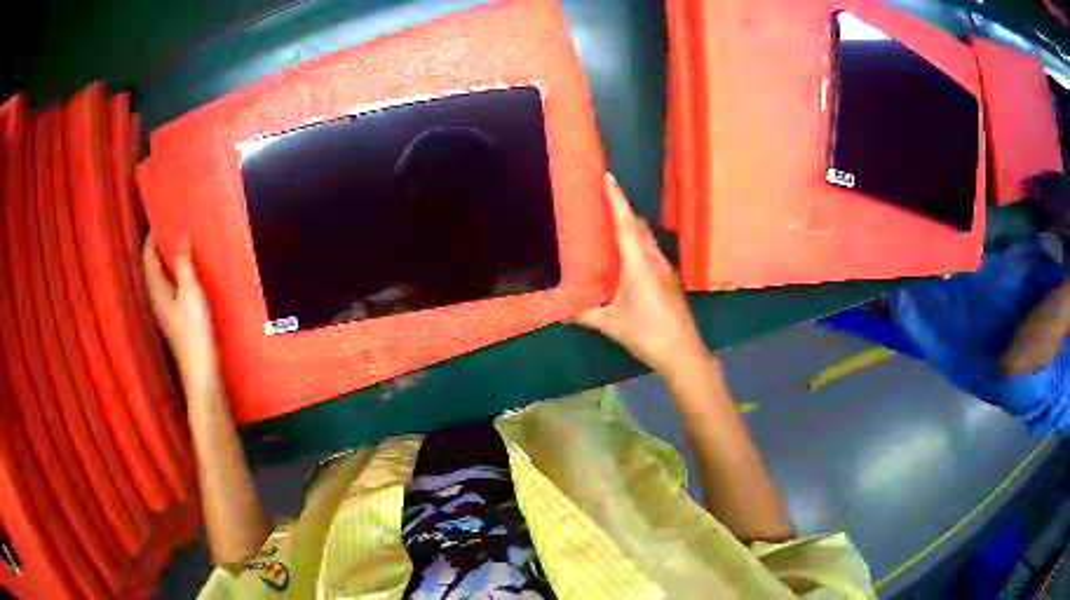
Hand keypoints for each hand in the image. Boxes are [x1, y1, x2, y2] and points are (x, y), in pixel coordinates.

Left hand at [143, 238, 220, 394]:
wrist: (200, 369)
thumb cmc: (194, 330)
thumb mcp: (191, 292)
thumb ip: (183, 264)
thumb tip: (180, 236)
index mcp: (156, 289)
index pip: (148, 257)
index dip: (152, 237)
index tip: (160, 217)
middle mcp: (156, 298)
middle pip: (151, 267)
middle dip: (158, 247)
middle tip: (171, 227)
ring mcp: (164, 310)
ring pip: (159, 278)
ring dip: (166, 260)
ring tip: (179, 244)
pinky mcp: (173, 318)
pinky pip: (168, 288)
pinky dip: (172, 274)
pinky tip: (185, 273)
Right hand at [578, 174, 705, 374]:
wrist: (682, 352)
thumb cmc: (647, 333)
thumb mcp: (611, 325)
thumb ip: (586, 314)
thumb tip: (561, 311)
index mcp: (639, 264)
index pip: (625, 223)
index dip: (616, 199)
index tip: (608, 176)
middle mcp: (654, 259)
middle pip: (638, 225)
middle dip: (621, 209)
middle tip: (601, 200)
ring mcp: (665, 268)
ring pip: (646, 237)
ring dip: (630, 226)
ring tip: (609, 224)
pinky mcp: (669, 279)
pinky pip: (651, 250)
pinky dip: (637, 243)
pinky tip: (625, 256)